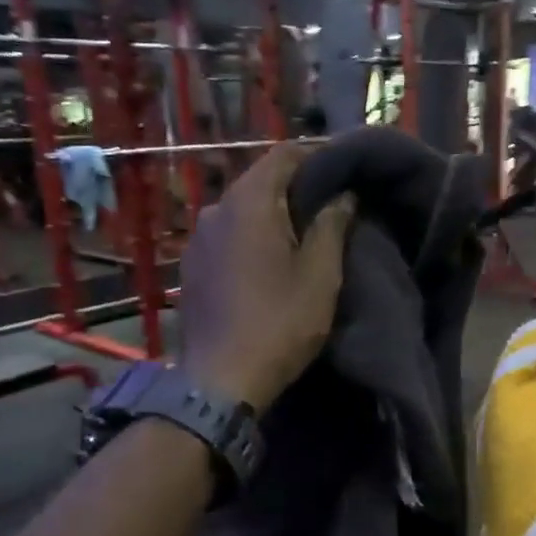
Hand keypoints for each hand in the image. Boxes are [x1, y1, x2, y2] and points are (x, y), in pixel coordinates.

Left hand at [177, 144, 355, 413]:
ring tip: (303, 234)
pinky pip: (227, 236)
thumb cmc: (279, 323)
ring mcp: (198, 239)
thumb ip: (332, 225)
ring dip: (272, 214)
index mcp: (249, 202)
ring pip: (241, 210)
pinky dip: (250, 237)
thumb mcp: (320, 275)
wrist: (220, 381)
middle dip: (295, 186)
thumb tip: (343, 194)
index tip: (344, 172)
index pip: (283, 154)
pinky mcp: (191, 267)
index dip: (317, 155)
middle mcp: (216, 209)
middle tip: (330, 205)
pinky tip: (268, 261)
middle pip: (259, 180)